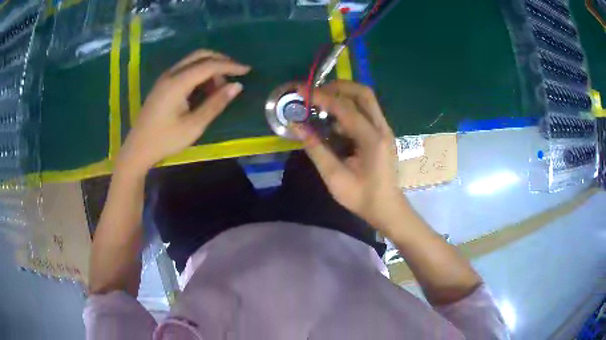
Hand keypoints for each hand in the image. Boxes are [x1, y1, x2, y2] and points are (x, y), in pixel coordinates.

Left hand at [118, 50, 249, 173]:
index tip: (247, 70)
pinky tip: (204, 88)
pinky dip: (199, 72)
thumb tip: (237, 86)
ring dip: (209, 67)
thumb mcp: (194, 125)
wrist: (138, 149)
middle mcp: (171, 74)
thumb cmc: (165, 140)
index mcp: (178, 83)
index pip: (209, 65)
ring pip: (192, 61)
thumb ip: (216, 104)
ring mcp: (165, 78)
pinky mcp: (163, 84)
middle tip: (236, 72)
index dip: (230, 65)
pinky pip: (185, 69)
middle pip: (200, 55)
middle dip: (220, 60)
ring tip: (219, 88)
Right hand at [293, 81, 406, 229]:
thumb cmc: (362, 197)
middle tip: (316, 93)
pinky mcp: (382, 134)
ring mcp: (384, 130)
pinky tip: (333, 123)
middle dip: (338, 87)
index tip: (301, 92)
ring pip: (366, 100)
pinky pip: (366, 112)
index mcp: (372, 139)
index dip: (321, 97)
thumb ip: (315, 149)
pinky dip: (348, 109)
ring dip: (343, 96)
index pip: (344, 108)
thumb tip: (296, 126)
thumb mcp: (334, 177)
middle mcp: (382, 128)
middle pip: (363, 93)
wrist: (387, 208)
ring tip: (321, 105)